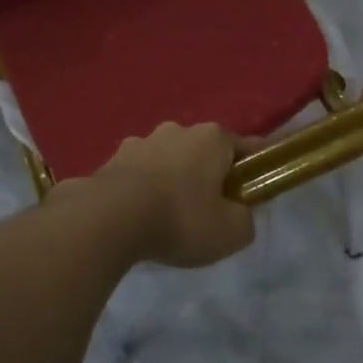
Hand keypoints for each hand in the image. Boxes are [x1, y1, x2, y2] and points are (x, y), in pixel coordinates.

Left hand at [79, 122, 256, 267]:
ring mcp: (139, 142)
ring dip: (171, 180)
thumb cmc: (182, 219)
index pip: (243, 147)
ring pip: (166, 160)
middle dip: (206, 174)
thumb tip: (239, 214)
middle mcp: (176, 130)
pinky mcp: (111, 160)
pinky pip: (137, 175)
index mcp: (211, 138)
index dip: (251, 169)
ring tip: (168, 216)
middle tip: (209, 209)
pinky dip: (142, 190)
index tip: (252, 189)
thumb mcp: (231, 232)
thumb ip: (245, 220)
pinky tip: (139, 216)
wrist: (110, 219)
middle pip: (201, 152)